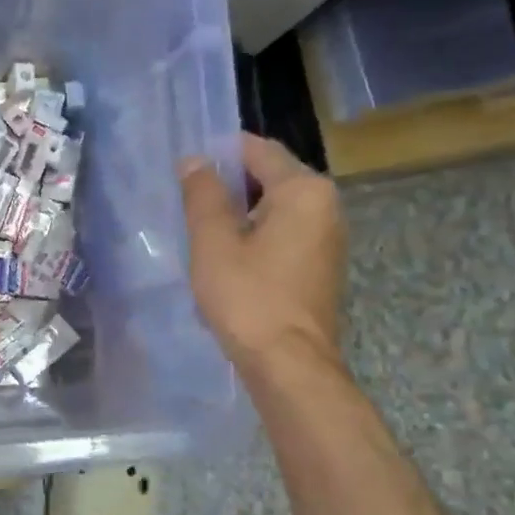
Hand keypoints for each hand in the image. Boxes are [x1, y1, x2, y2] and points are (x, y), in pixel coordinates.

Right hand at [180, 133, 347, 374]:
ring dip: (241, 214)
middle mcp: (326, 206)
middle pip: (270, 177)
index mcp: (303, 190)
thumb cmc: (248, 297)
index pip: (258, 150)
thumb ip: (203, 194)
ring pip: (276, 208)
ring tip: (202, 231)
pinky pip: (285, 234)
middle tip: (188, 202)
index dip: (220, 153)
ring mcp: (328, 238)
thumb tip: (195, 160)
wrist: (289, 364)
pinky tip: (229, 259)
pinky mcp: (321, 266)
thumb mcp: (213, 242)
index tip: (186, 168)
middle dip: (229, 186)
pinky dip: (257, 236)